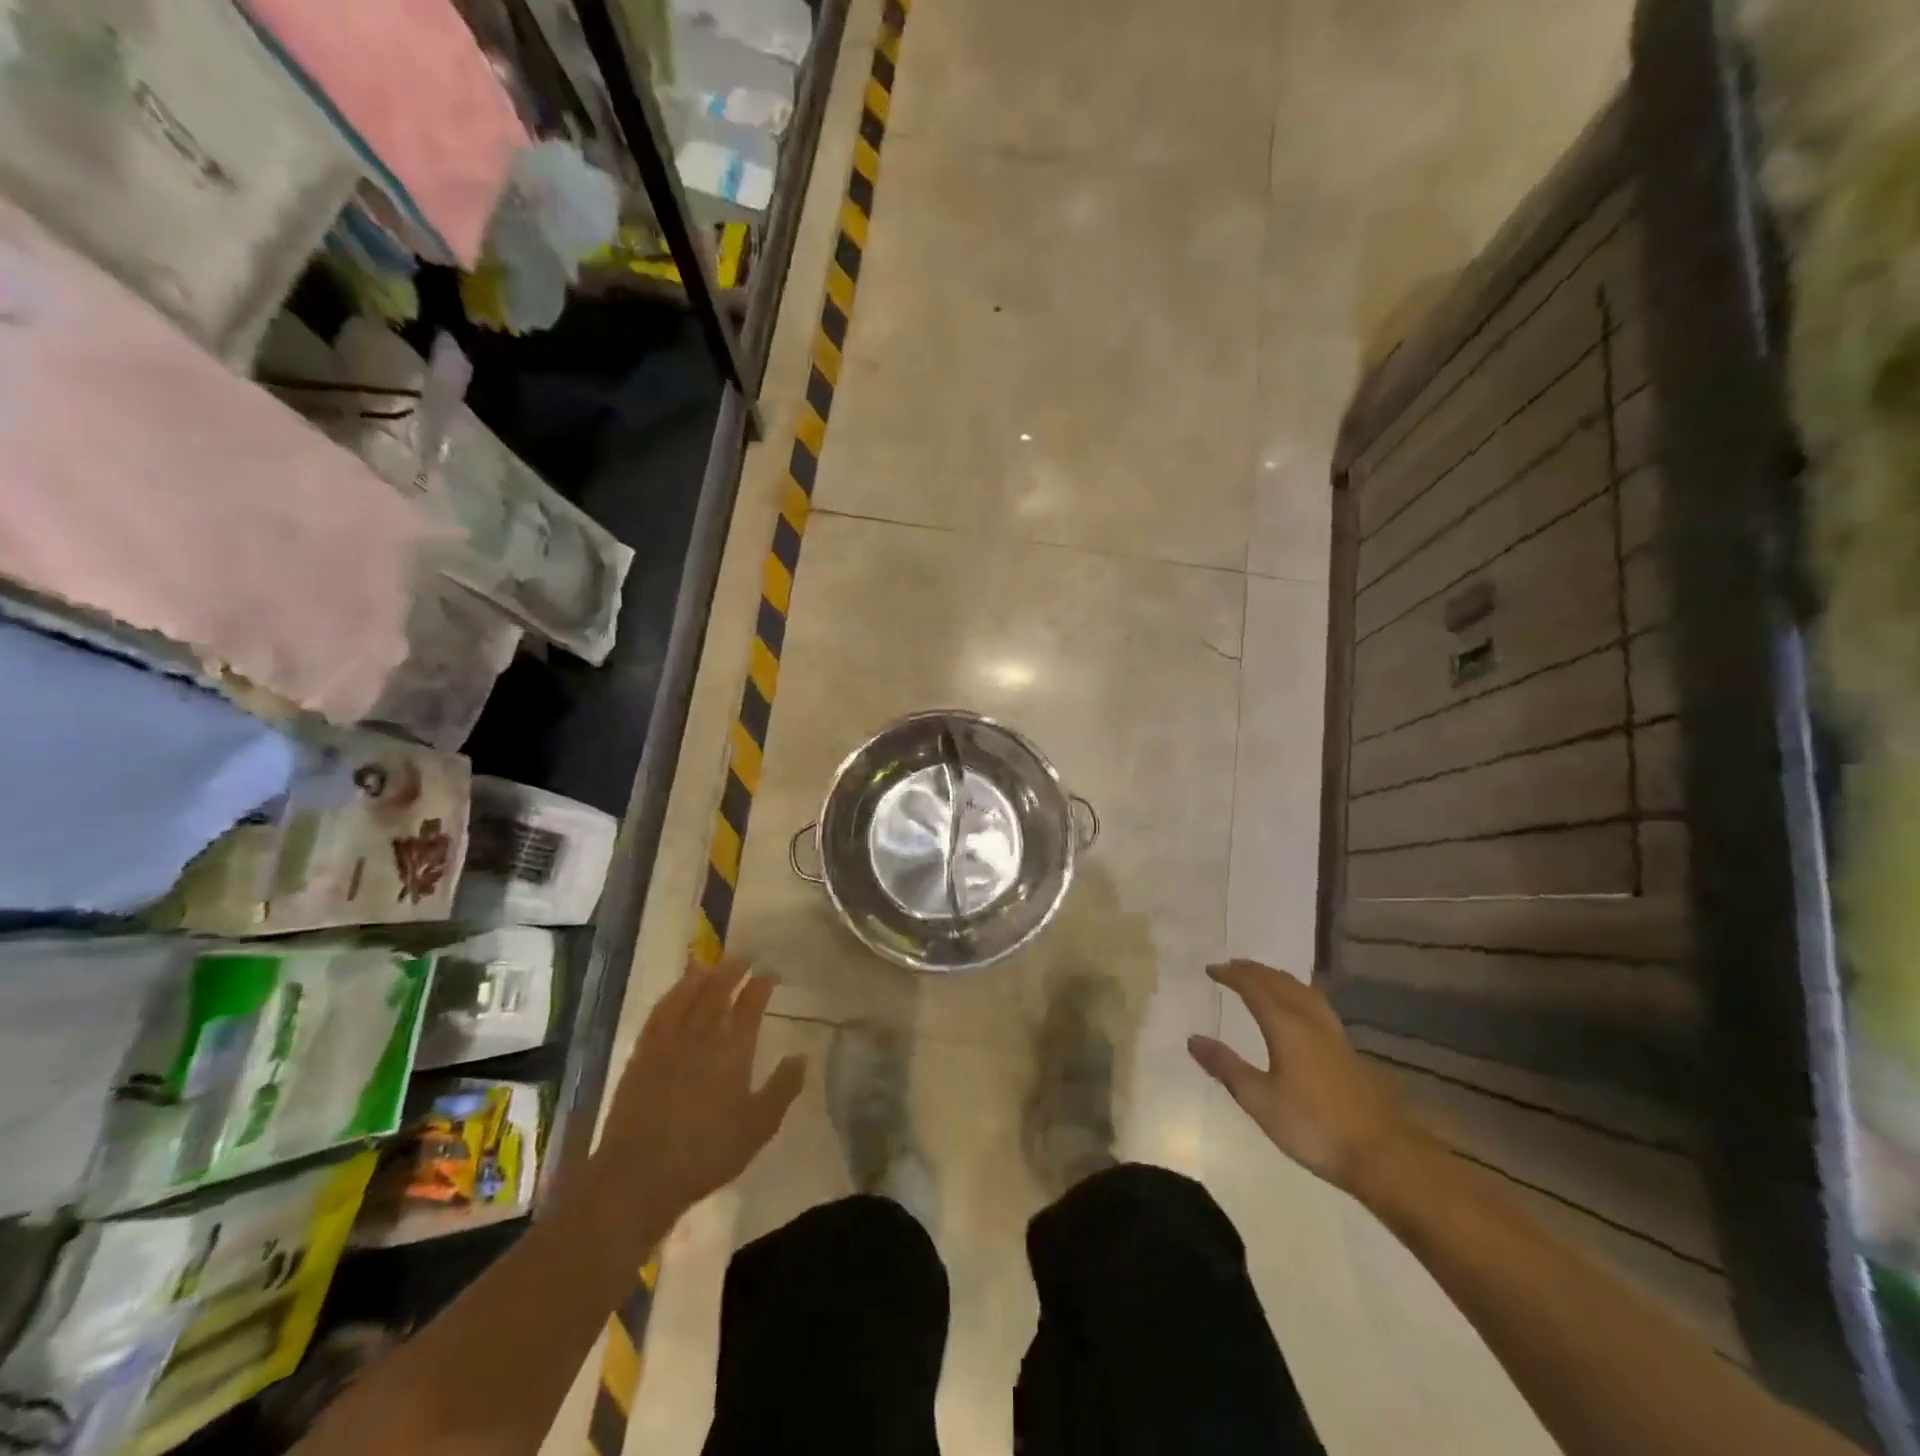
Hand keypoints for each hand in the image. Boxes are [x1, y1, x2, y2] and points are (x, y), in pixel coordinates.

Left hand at [589, 959, 805, 1221]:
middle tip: (742, 958)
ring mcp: (669, 1043)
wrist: (639, 1175)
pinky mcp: (642, 1054)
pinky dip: (671, 996)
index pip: (750, 1007)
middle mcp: (702, 1036)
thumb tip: (802, 1056)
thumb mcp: (758, 1127)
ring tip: (711, 963)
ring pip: (687, 996)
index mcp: (733, 1051)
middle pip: (718, 992)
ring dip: (701, 977)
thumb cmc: (706, 1154)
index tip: (769, 973)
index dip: (760, 986)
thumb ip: (783, 1089)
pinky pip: (660, 1013)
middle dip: (732, 971)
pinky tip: (675, 993)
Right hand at [1188, 959, 1422, 1196]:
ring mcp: (1334, 1034)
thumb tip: (1193, 1039)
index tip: (1211, 970)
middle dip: (1253, 971)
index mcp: (1286, 1026)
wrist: (1383, 1154)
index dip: (1231, 975)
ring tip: (1263, 978)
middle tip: (1232, 967)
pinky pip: (1317, 1004)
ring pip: (1303, 990)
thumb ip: (1226, 1067)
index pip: (1254, 987)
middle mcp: (1310, 1020)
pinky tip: (1301, 1008)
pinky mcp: (1348, 1051)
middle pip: (1280, 982)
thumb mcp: (1260, 1100)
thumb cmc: (1314, 1126)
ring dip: (1278, 978)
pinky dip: (1298, 993)